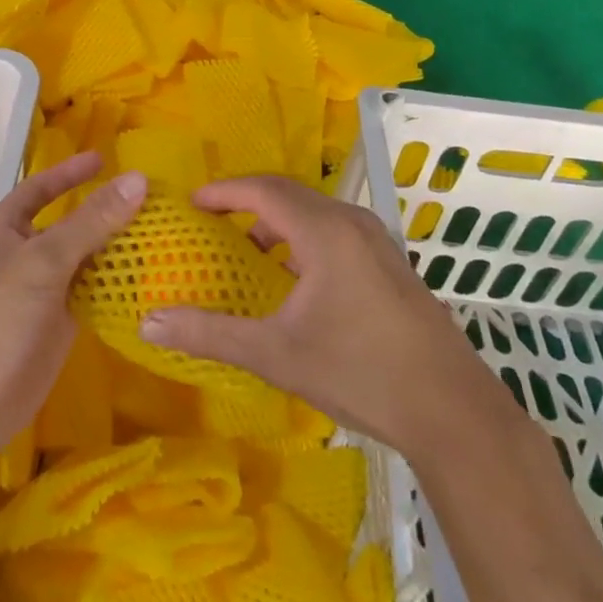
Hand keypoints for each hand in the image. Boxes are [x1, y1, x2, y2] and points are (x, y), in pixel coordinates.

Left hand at [0, 152, 144, 466]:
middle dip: (104, 211)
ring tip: (159, 230)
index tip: (105, 159)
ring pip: (85, 258)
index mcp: (6, 228)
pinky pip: (93, 291)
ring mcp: (43, 290)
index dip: (69, 173)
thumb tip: (138, 179)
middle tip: (148, 198)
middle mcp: (24, 254)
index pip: (40, 188)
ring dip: (116, 246)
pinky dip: (117, 282)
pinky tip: (149, 274)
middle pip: (69, 222)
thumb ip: (91, 221)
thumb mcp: (44, 261)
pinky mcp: (60, 322)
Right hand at [139, 175, 509, 456]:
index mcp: (324, 230)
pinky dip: (304, 238)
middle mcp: (352, 222)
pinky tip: (297, 280)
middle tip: (213, 220)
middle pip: (290, 194)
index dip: (224, 191)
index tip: (192, 202)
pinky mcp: (391, 264)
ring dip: (278, 222)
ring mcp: (378, 242)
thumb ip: (211, 333)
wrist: (452, 411)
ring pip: (316, 213)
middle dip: (248, 201)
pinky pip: (336, 231)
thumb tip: (149, 324)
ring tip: (250, 252)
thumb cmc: (359, 372)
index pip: (263, 190)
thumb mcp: (276, 354)